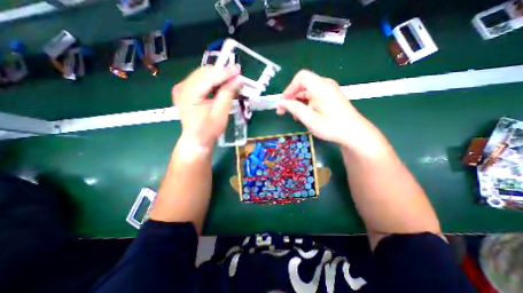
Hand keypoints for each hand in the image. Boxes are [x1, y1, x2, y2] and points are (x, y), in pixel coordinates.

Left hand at [173, 67, 242, 148]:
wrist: (196, 139)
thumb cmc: (209, 130)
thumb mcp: (221, 113)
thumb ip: (227, 94)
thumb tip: (237, 79)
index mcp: (189, 95)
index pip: (209, 77)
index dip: (224, 72)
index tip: (237, 69)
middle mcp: (182, 87)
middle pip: (203, 72)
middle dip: (221, 72)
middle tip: (235, 74)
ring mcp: (181, 88)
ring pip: (201, 74)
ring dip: (216, 75)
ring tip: (230, 79)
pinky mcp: (183, 90)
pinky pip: (198, 80)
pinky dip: (210, 80)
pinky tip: (219, 84)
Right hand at [277, 70, 363, 144]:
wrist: (354, 133)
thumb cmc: (332, 126)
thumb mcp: (310, 119)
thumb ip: (294, 108)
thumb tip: (281, 102)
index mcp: (321, 87)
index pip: (301, 77)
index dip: (289, 88)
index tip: (283, 102)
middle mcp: (325, 85)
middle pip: (303, 85)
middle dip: (291, 98)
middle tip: (283, 112)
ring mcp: (328, 91)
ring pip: (307, 92)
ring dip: (297, 103)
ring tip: (294, 117)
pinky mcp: (330, 97)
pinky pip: (313, 97)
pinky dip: (305, 105)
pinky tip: (303, 115)